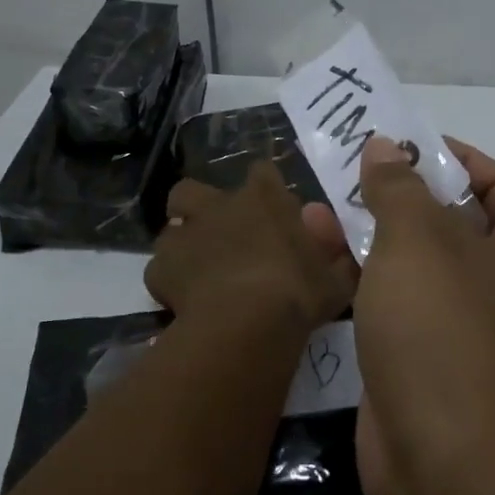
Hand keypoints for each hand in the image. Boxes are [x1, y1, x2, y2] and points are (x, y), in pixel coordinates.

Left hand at [145, 162, 356, 331]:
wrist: (247, 323)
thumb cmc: (298, 293)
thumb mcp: (335, 279)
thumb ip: (335, 259)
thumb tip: (335, 251)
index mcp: (264, 197)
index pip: (262, 172)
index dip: (264, 187)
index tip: (270, 208)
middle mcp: (219, 205)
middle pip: (193, 189)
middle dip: (199, 206)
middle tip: (215, 233)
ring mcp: (185, 234)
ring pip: (170, 227)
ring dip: (181, 243)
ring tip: (196, 269)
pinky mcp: (160, 268)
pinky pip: (159, 269)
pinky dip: (169, 280)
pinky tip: (183, 299)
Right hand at [352, 135, 494, 494]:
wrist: (448, 472)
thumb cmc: (446, 333)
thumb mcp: (419, 241)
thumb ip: (398, 187)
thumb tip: (386, 146)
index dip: (454, 157)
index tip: (402, 142)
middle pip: (451, 219)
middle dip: (399, 193)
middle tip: (349, 168)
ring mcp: (464, 327)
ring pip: (415, 261)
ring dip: (370, 231)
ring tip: (316, 202)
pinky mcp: (424, 360)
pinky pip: (394, 301)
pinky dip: (361, 274)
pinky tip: (316, 250)